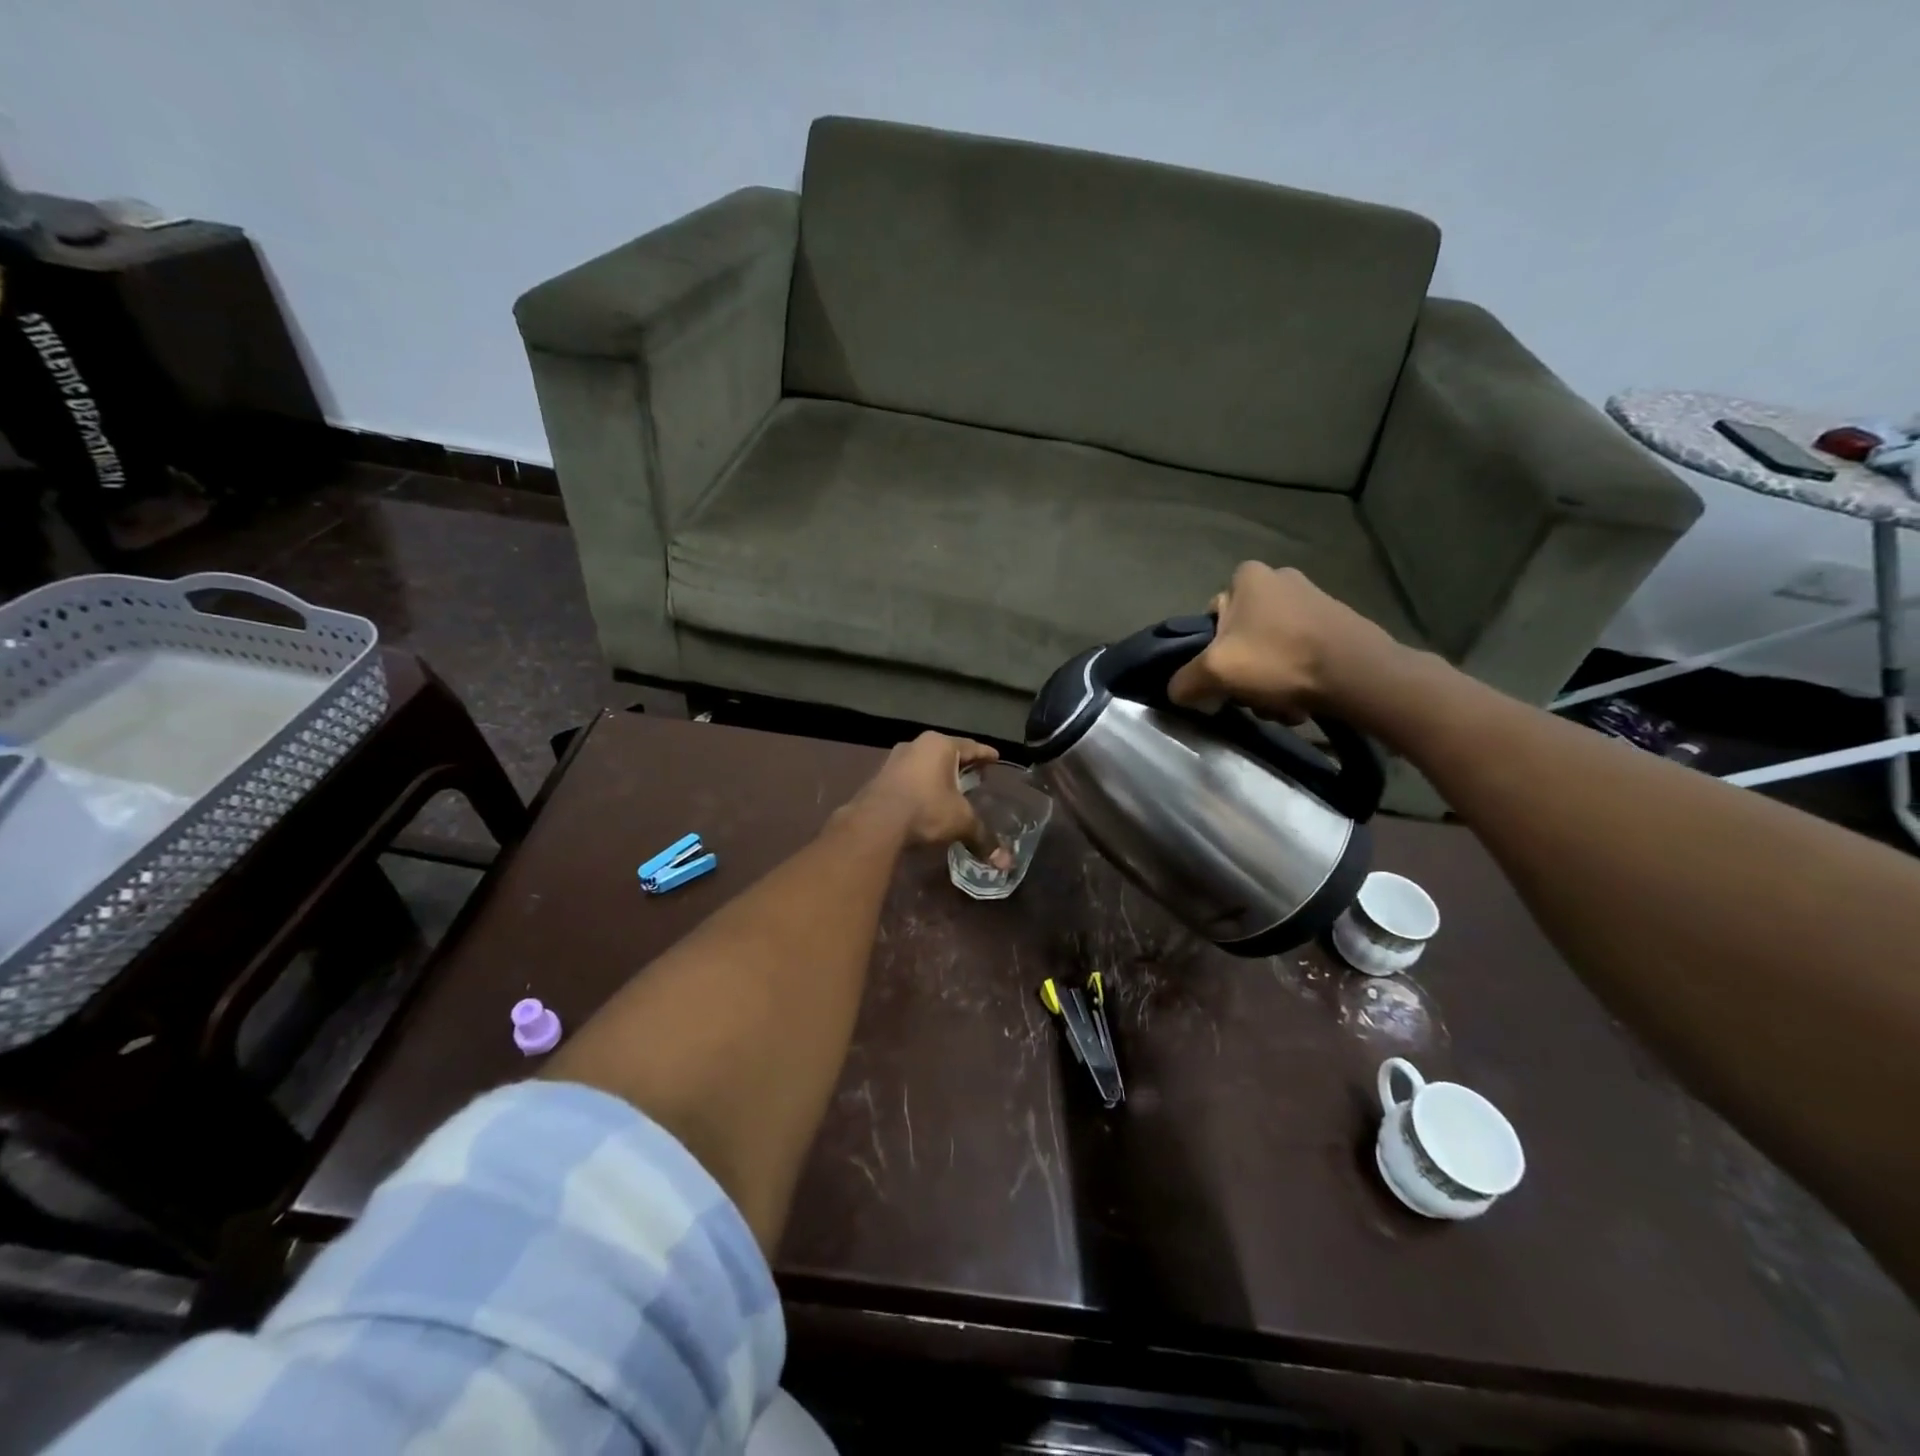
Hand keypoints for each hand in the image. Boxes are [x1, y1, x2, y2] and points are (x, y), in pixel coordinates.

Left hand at [846, 732, 1006, 860]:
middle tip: (975, 774)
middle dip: (961, 764)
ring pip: (924, 763)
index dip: (985, 754)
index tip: (995, 757)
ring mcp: (894, 759)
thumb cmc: (926, 809)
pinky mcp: (879, 776)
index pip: (970, 746)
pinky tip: (925, 798)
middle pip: (946, 752)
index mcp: (940, 745)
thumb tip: (1005, 863)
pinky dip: (920, 784)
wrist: (876, 822)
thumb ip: (982, 836)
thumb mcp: (960, 821)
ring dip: (937, 774)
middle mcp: (916, 745)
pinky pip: (908, 776)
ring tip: (950, 787)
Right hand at [1166, 562, 1398, 721]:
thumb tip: (1177, 691)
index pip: (1213, 614)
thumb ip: (1185, 680)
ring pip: (1271, 650)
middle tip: (1251, 695)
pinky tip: (1303, 701)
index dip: (1212, 648)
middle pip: (1243, 637)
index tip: (1223, 672)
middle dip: (1245, 671)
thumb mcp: (1215, 672)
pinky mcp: (1339, 624)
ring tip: (1281, 704)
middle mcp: (1282, 578)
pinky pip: (1301, 654)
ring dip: (1270, 681)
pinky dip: (1296, 679)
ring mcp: (1315, 600)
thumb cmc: (1279, 660)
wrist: (1358, 674)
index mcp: (1249, 576)